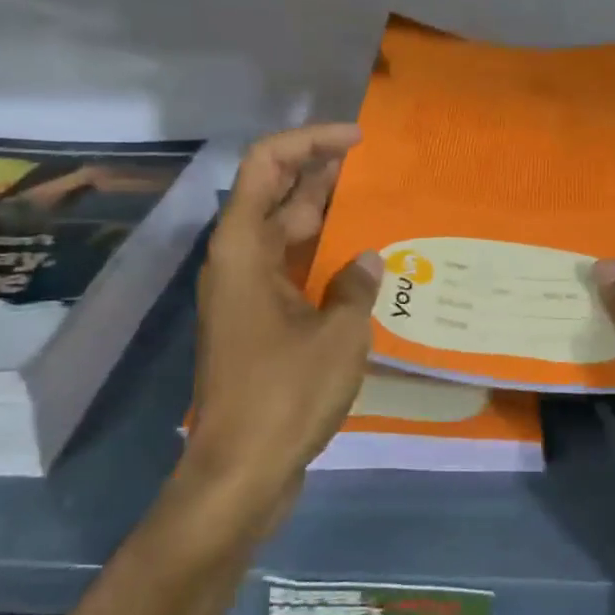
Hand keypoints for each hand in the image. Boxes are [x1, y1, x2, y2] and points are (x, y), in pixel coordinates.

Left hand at [181, 125, 381, 521]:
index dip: (310, 141)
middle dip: (322, 173)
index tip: (358, 140)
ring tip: (377, 204)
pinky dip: (322, 258)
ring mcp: (245, 293)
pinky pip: (291, 270)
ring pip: (285, 233)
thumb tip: (368, 261)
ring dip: (325, 215)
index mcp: (243, 247)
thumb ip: (356, 286)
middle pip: (276, 194)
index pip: (267, 164)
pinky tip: (362, 264)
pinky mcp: (257, 323)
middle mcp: (237, 261)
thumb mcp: (338, 334)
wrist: (240, 473)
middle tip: (376, 168)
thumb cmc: (285, 395)